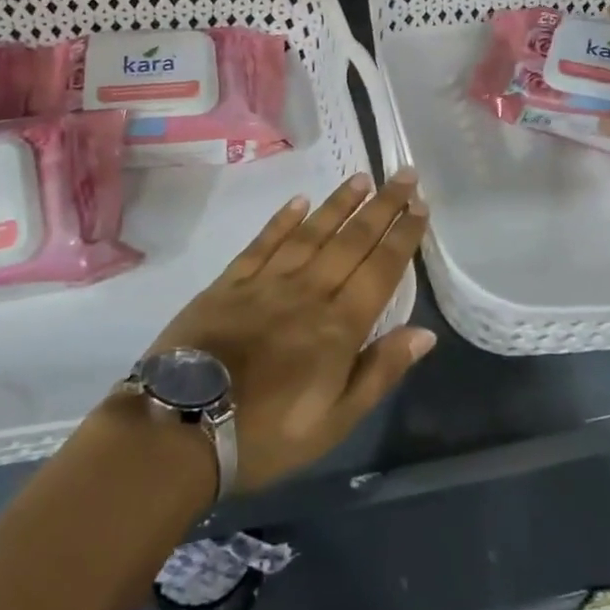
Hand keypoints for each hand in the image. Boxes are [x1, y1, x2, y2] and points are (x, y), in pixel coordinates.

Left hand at [146, 170, 434, 491]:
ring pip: (311, 233)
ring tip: (361, 178)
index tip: (421, 207)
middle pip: (352, 242)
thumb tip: (425, 333)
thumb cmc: (267, 434)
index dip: (403, 237)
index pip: (380, 270)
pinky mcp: (230, 282)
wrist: (184, 426)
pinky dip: (283, 220)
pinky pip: (263, 243)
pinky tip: (299, 201)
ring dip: (339, 204)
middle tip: (403, 175)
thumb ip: (379, 372)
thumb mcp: (335, 422)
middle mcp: (308, 292)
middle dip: (382, 207)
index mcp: (338, 327)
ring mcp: (266, 282)